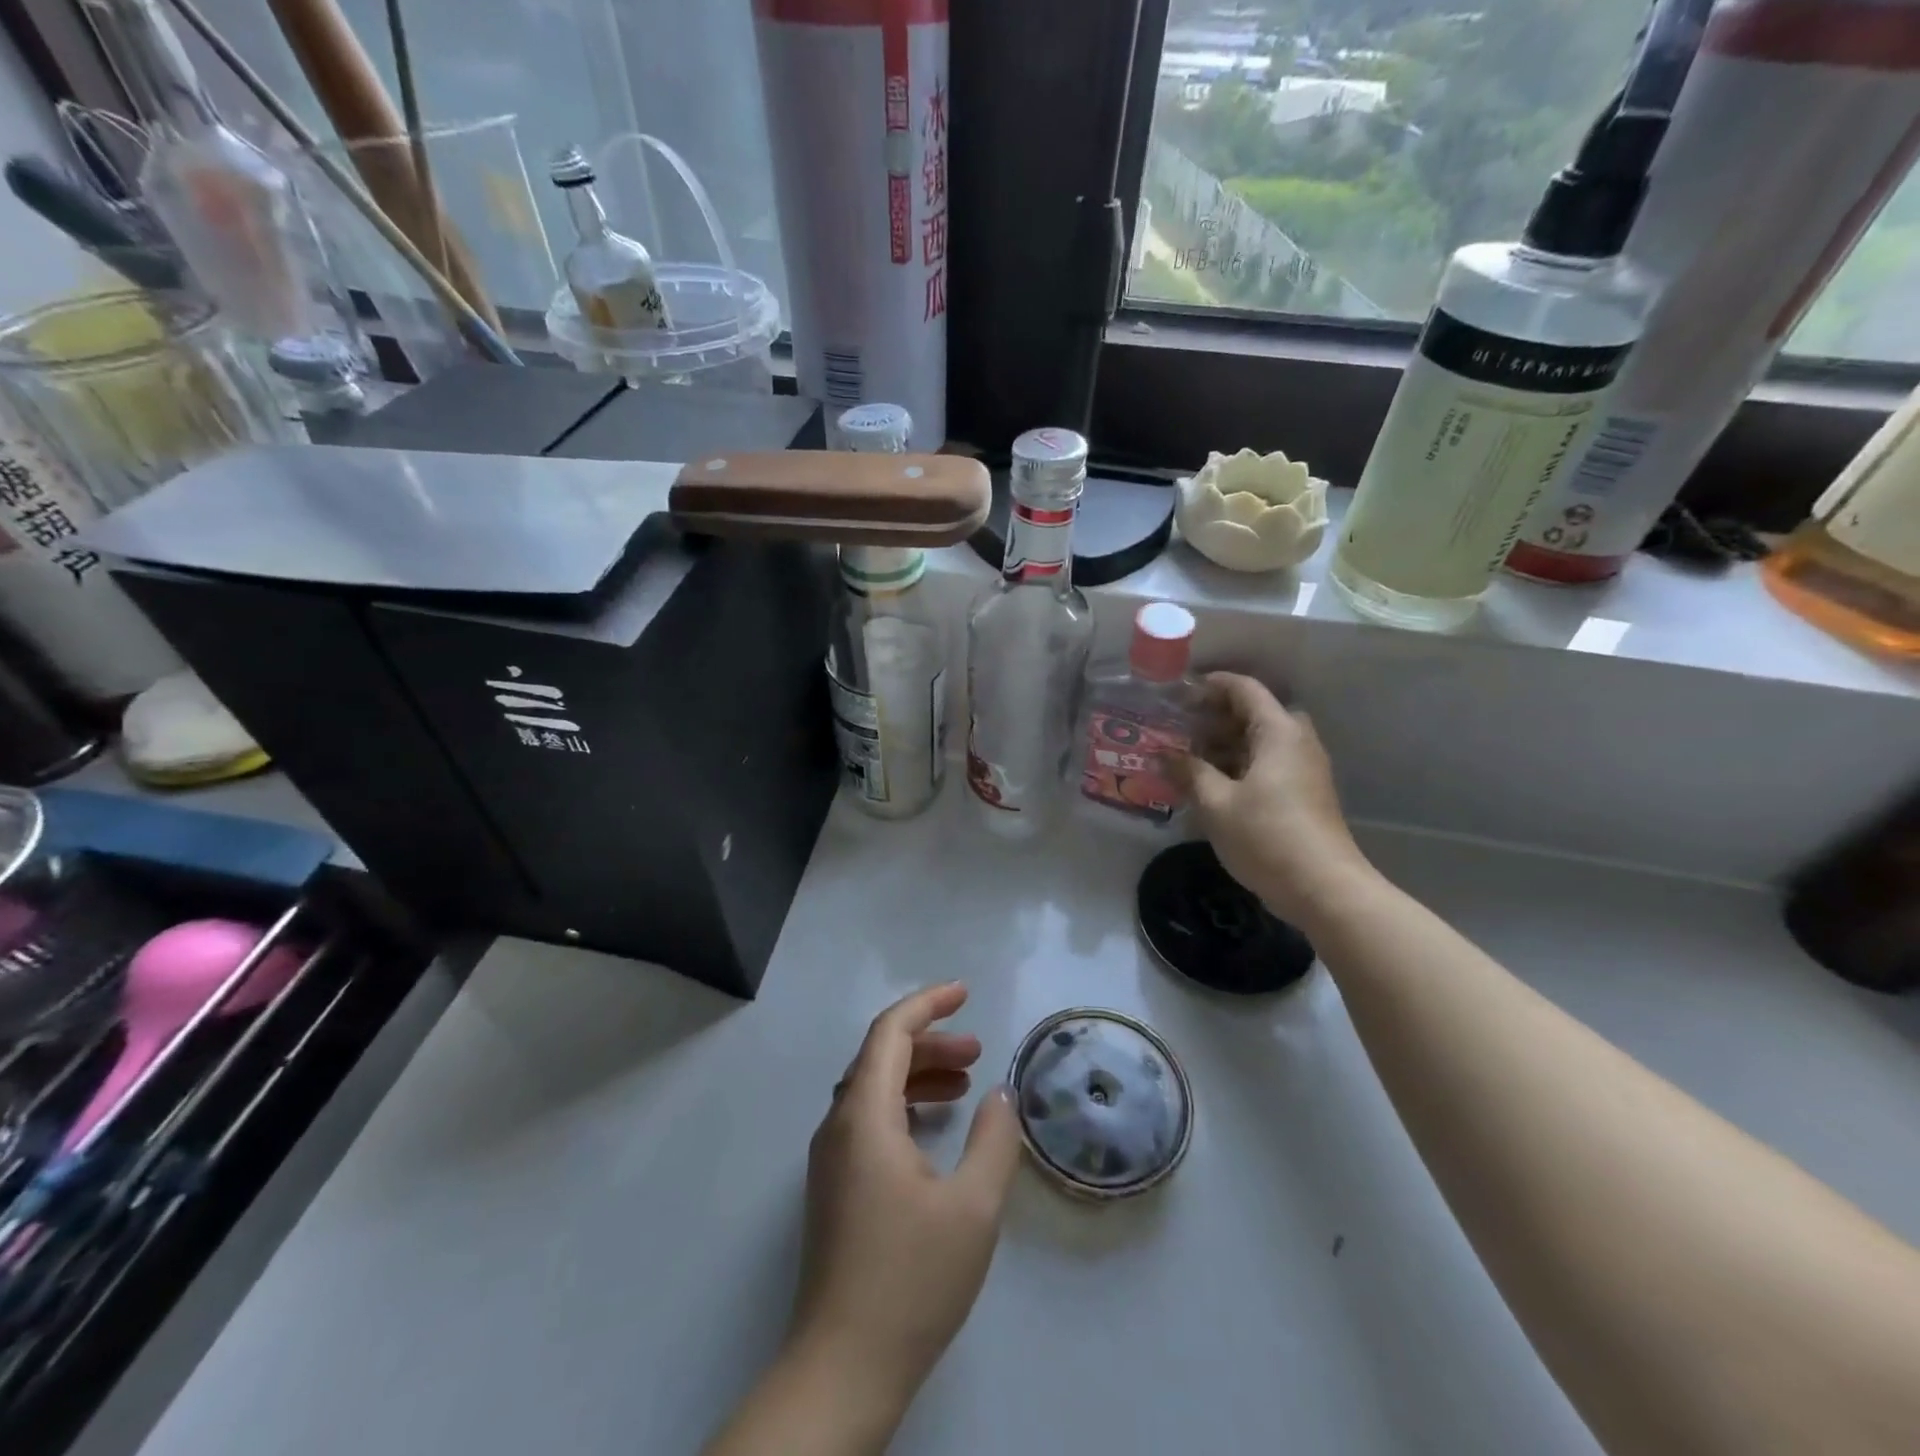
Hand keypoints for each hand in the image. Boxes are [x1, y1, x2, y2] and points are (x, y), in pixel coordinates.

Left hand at [789, 982, 1021, 1418]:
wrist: (843, 1369)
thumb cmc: (911, 1279)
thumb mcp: (973, 1207)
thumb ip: (993, 1141)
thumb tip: (1000, 1097)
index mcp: (864, 1116)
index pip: (890, 1032)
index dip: (928, 1004)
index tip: (966, 992)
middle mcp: (838, 1126)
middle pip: (881, 1057)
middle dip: (931, 1042)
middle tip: (978, 1051)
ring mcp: (831, 1159)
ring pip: (874, 1089)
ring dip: (919, 1075)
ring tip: (966, 1085)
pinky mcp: (834, 1188)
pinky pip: (869, 1120)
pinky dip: (904, 1106)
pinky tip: (935, 1130)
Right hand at [1178, 672, 1374, 925]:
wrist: (1323, 888)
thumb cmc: (1266, 837)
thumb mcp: (1216, 803)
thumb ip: (1188, 772)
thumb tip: (1163, 755)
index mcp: (1278, 732)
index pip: (1244, 689)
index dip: (1210, 685)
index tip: (1178, 694)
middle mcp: (1296, 741)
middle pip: (1253, 713)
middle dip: (1214, 717)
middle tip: (1178, 728)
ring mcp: (1304, 768)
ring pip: (1260, 741)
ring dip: (1224, 743)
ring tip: (1186, 757)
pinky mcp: (1304, 793)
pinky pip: (1267, 763)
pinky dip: (1238, 764)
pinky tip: (1210, 783)